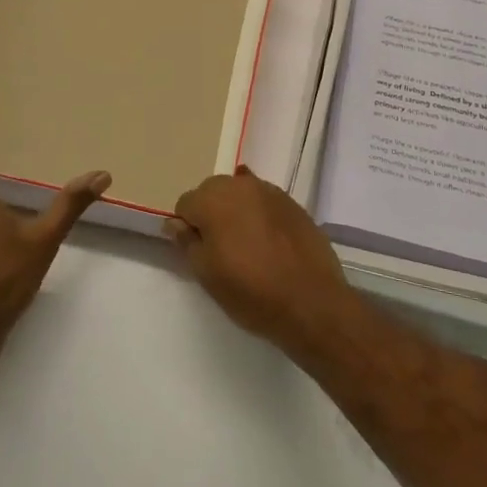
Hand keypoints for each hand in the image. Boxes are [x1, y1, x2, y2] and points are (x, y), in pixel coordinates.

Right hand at [165, 167, 364, 355]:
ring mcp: (269, 191)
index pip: (185, 203)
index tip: (199, 252)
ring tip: (246, 244)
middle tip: (220, 248)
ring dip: (235, 210)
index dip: (187, 228)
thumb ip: (187, 242)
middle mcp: (240, 185)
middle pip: (212, 191)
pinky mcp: (292, 202)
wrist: (312, 301)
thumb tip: (175, 223)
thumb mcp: (207, 274)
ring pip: (239, 193)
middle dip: (210, 213)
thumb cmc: (251, 291)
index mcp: (213, 200)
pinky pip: (264, 201)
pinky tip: (267, 239)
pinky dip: (259, 213)